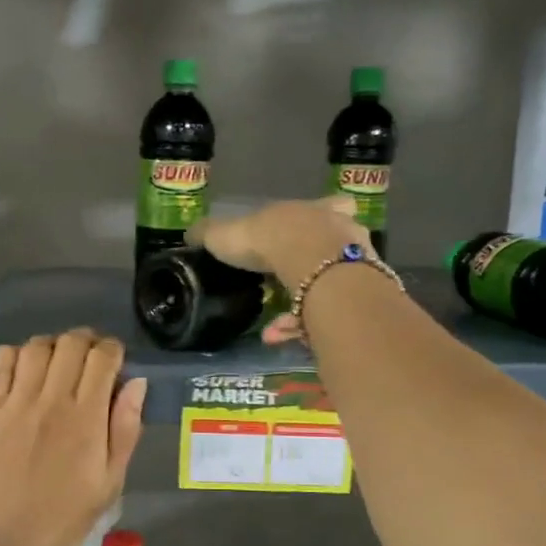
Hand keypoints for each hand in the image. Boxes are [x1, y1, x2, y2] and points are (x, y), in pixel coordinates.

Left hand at [0, 330, 145, 545]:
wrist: (9, 544)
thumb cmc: (67, 517)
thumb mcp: (111, 480)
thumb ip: (126, 428)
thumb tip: (136, 382)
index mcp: (87, 418)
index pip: (103, 358)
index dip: (113, 350)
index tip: (114, 360)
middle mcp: (51, 401)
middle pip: (71, 344)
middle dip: (86, 341)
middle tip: (88, 358)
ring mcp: (15, 403)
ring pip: (36, 347)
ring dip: (52, 346)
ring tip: (56, 363)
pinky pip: (0, 363)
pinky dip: (15, 355)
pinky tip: (23, 371)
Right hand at [189, 198, 370, 345]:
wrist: (313, 265)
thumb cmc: (271, 239)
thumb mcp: (229, 234)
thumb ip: (210, 234)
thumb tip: (189, 233)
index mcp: (314, 211)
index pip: (322, 207)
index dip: (307, 226)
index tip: (291, 240)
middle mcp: (341, 234)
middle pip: (331, 249)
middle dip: (304, 272)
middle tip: (279, 290)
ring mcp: (354, 266)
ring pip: (328, 287)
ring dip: (298, 308)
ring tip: (269, 328)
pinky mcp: (355, 298)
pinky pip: (325, 315)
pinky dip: (300, 328)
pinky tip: (275, 337)